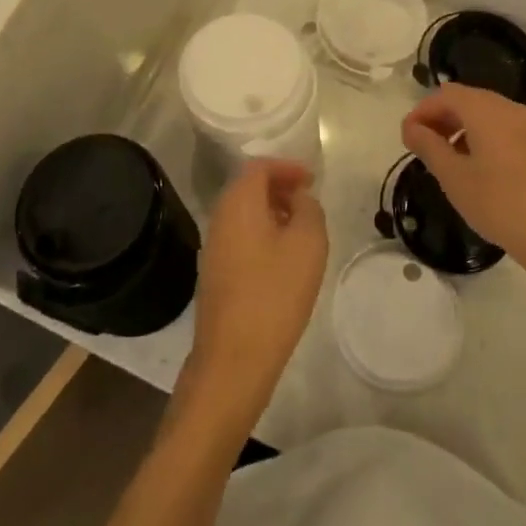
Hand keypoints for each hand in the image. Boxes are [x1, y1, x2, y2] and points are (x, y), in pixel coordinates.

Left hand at [185, 159, 327, 430]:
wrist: (234, 358)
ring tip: (301, 230)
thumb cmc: (275, 293)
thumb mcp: (308, 244)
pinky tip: (283, 260)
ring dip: (271, 213)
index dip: (287, 167)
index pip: (259, 167)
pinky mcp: (215, 274)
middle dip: (279, 188)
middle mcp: (220, 217)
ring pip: (244, 214)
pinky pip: (240, 237)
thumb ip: (309, 209)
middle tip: (308, 201)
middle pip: (248, 188)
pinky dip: (262, 234)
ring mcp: (213, 247)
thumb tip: (300, 198)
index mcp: (238, 202)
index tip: (312, 180)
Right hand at [402, 85, 525, 278]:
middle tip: (426, 146)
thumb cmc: (500, 205)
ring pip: (493, 115)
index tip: (408, 136)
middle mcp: (513, 109)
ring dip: (467, 128)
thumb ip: (429, 147)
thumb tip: (412, 128)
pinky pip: (512, 130)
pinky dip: (491, 138)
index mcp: (487, 111)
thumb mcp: (454, 178)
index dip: (423, 110)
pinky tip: (487, 170)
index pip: (447, 94)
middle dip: (444, 117)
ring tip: (454, 160)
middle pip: (471, 100)